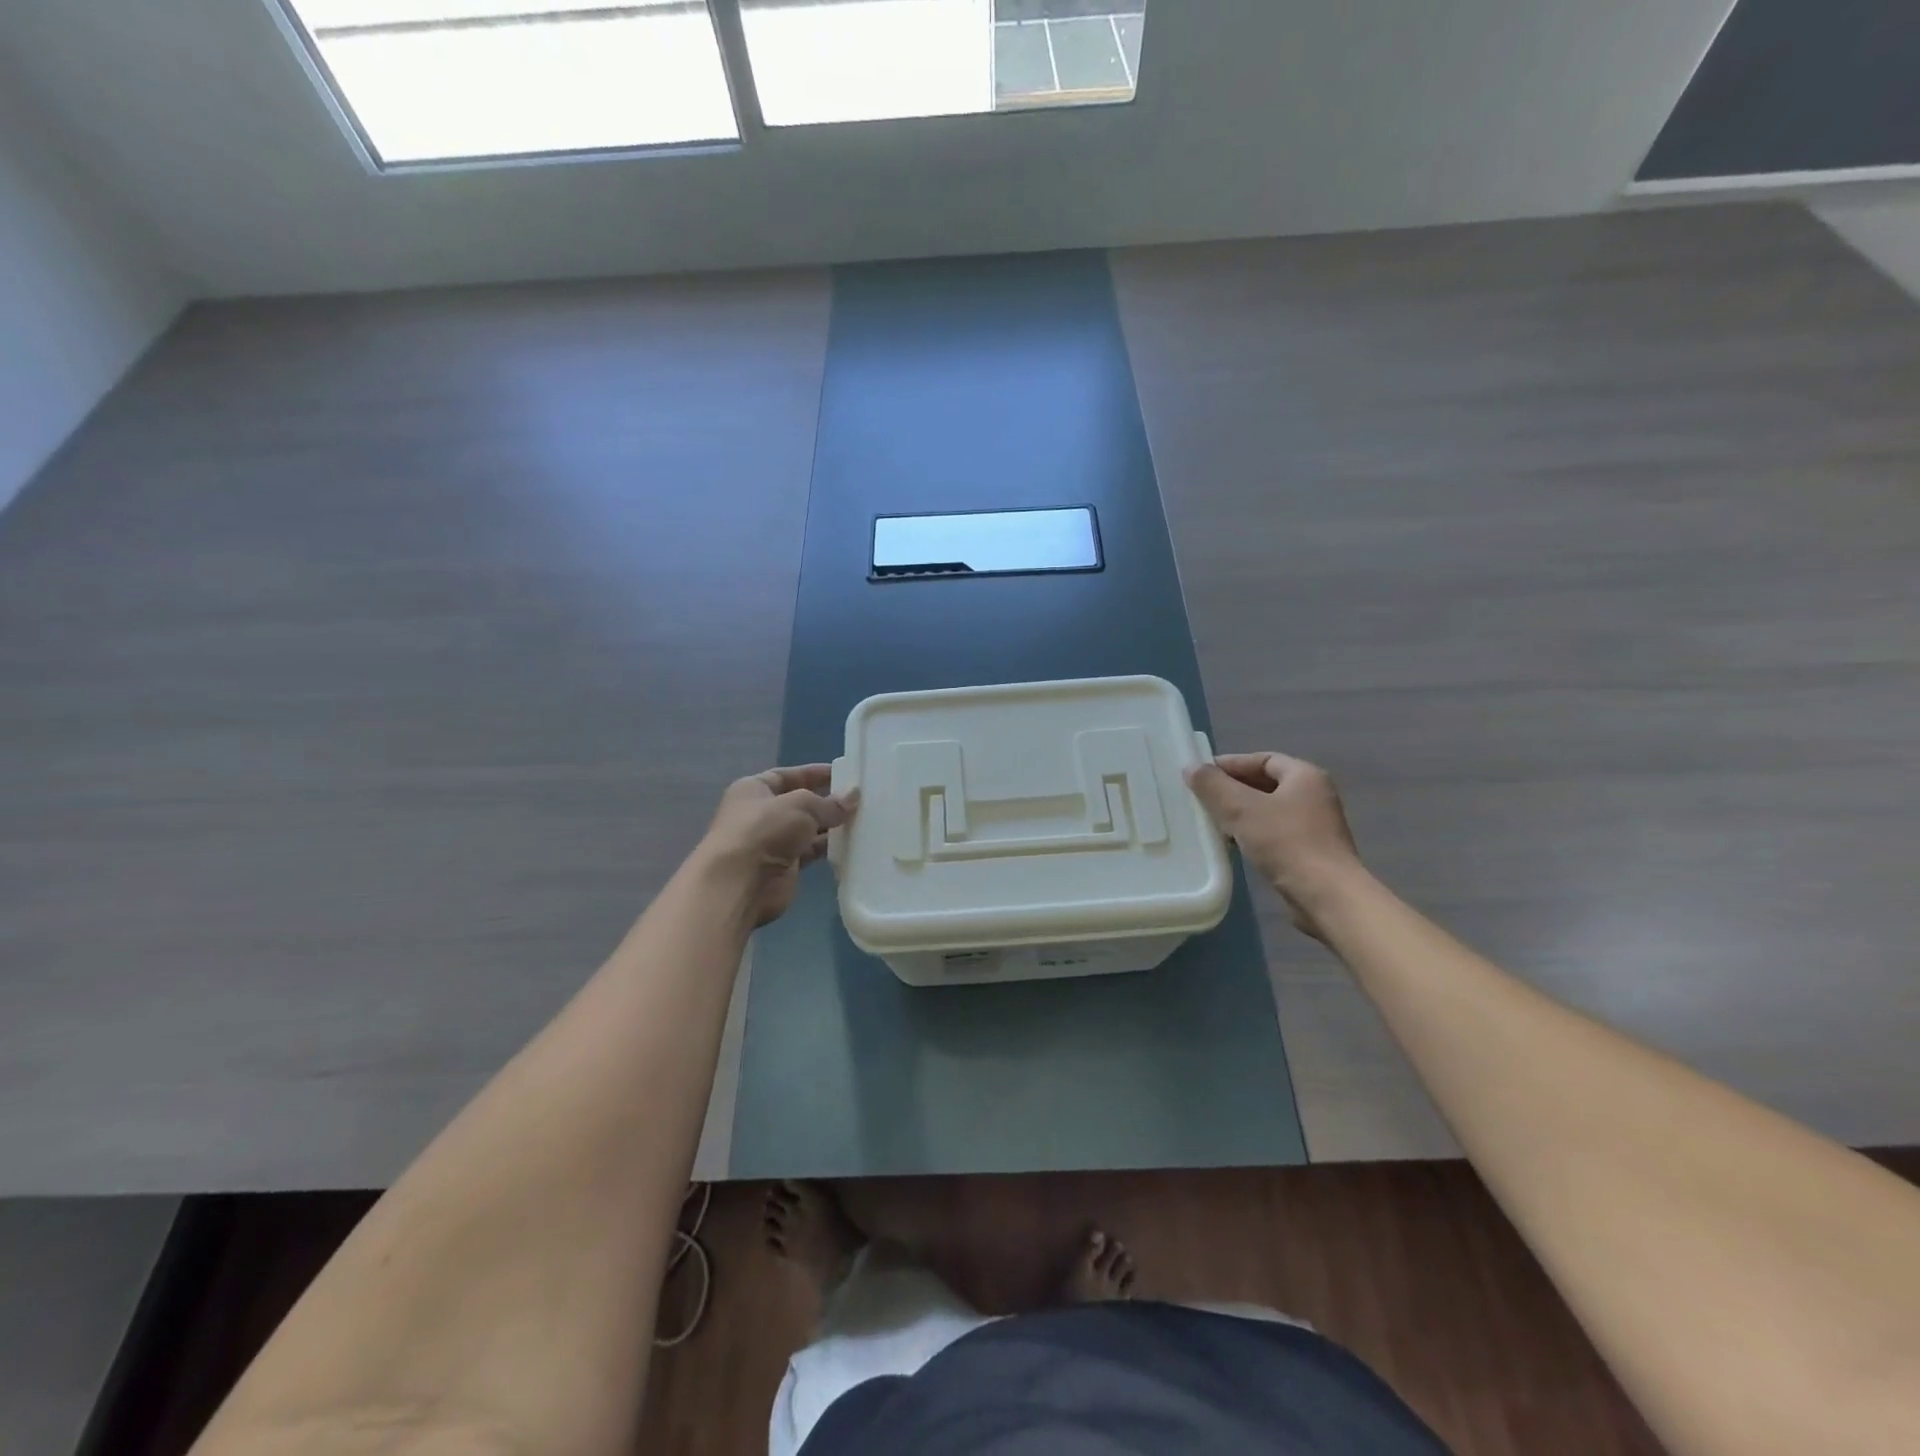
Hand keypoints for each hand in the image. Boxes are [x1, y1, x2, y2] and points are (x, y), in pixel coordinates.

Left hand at [695, 766, 858, 926]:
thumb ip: (829, 803)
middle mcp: (761, 813)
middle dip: (828, 801)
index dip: (815, 773)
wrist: (740, 883)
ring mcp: (772, 841)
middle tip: (861, 799)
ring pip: (808, 828)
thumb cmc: (764, 830)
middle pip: (800, 802)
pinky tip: (853, 843)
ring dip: (831, 825)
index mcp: (754, 789)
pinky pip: (811, 852)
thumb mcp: (801, 805)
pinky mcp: (785, 866)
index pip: (788, 775)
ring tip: (863, 819)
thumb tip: (853, 797)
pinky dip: (829, 848)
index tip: (845, 774)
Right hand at [1185, 752, 1363, 938]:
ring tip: (1212, 822)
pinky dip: (1252, 833)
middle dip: (1233, 789)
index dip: (1231, 764)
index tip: (1202, 775)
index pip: (1263, 759)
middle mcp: (1315, 795)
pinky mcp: (1311, 852)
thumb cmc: (1286, 843)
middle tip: (1202, 798)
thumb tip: (1191, 767)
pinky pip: (1275, 832)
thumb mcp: (1241, 808)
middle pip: (1266, 784)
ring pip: (1269, 810)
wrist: (1327, 896)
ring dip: (1241, 813)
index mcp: (1305, 776)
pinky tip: (1233, 844)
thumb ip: (1214, 785)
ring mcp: (1316, 825)